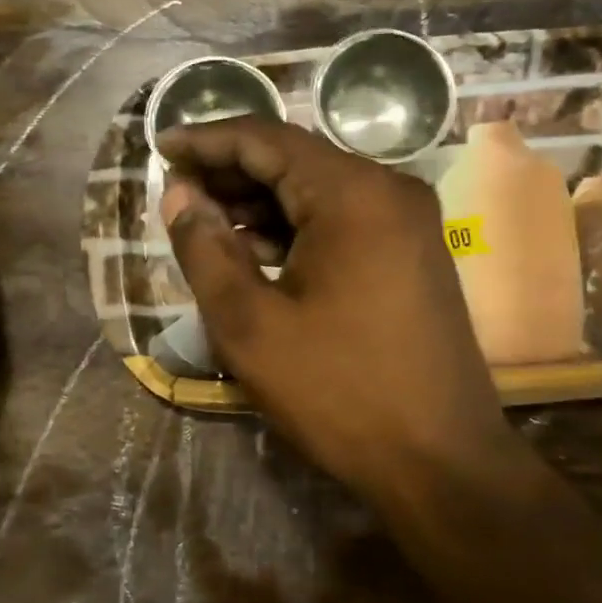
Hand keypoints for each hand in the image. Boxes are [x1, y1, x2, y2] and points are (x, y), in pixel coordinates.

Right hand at [158, 117, 533, 504]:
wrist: (441, 463)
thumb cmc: (339, 392)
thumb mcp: (249, 324)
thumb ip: (205, 249)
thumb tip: (180, 195)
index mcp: (354, 194)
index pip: (266, 139)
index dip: (207, 139)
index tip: (159, 146)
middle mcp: (389, 191)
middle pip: (294, 160)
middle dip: (230, 172)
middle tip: (174, 190)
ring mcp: (407, 223)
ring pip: (316, 192)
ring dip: (258, 203)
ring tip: (202, 222)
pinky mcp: (411, 255)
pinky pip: (340, 221)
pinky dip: (292, 229)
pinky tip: (252, 252)